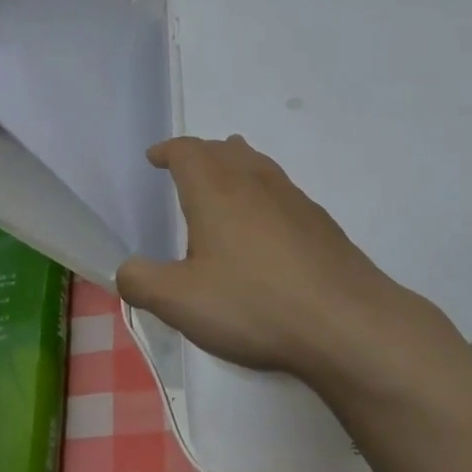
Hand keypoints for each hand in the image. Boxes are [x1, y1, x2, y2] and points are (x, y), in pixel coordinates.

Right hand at [116, 136, 417, 377]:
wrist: (347, 322)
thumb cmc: (254, 303)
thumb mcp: (181, 302)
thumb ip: (142, 282)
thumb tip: (124, 270)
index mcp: (215, 188)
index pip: (186, 150)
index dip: (168, 151)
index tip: (155, 158)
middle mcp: (253, 179)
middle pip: (222, 149)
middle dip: (199, 155)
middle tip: (185, 171)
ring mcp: (292, 197)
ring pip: (255, 164)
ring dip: (234, 166)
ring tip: (224, 186)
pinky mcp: (319, 221)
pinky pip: (280, 191)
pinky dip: (262, 194)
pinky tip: (266, 229)